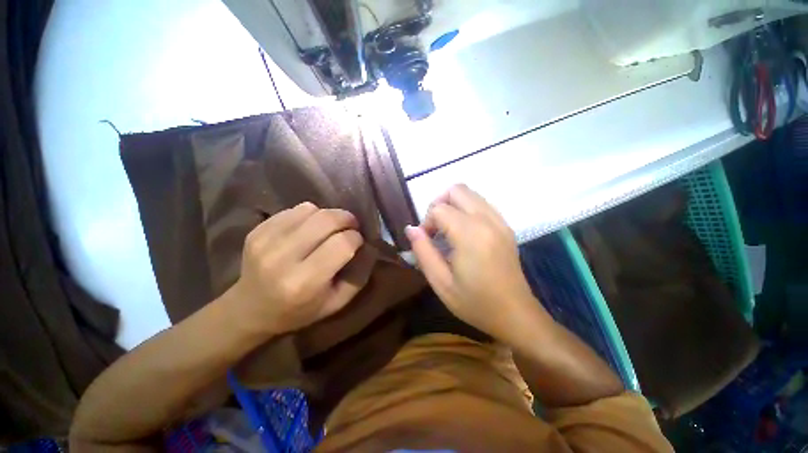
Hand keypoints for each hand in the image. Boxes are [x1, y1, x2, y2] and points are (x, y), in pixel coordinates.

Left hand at [225, 202, 372, 336]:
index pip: (342, 244)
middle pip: (327, 220)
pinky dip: (309, 215)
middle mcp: (282, 258)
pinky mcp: (257, 230)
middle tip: (351, 226)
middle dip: (347, 219)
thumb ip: (358, 276)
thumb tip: (369, 246)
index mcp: (304, 282)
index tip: (358, 241)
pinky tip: (308, 229)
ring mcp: (266, 241)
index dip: (356, 238)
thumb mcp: (336, 303)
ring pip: (311, 210)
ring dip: (328, 216)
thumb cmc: (298, 311)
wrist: (249, 309)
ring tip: (328, 229)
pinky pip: (295, 209)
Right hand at [405, 185, 542, 342]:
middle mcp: (487, 220)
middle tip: (435, 228)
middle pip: (457, 190)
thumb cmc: (475, 302)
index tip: (426, 241)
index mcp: (470, 234)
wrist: (515, 314)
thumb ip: (423, 252)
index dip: (426, 222)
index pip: (439, 209)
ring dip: (453, 205)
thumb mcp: (440, 282)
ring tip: (448, 230)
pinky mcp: (506, 226)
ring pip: (471, 193)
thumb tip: (411, 229)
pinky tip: (463, 232)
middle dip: (439, 204)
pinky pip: (482, 204)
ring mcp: (500, 221)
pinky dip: (467, 209)